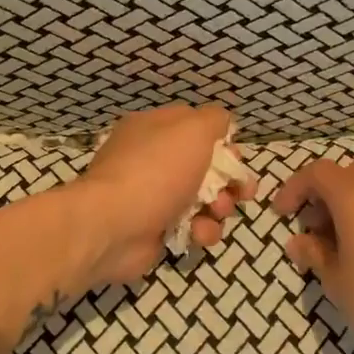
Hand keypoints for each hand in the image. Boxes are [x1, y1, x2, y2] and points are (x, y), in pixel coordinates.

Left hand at [70, 105, 253, 286]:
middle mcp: (152, 160)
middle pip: (205, 167)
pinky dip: (202, 230)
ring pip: (204, 200)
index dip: (223, 144)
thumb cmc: (155, 171)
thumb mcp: (192, 129)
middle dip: (228, 181)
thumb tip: (224, 125)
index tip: (236, 159)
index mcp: (154, 129)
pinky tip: (198, 233)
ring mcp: (154, 197)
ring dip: (219, 208)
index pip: (197, 129)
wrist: (113, 226)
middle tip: (241, 192)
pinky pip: (192, 227)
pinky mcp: (157, 230)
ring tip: (217, 212)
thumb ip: (215, 120)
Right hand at [273, 158, 353, 353]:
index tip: (282, 215)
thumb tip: (299, 242)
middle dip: (324, 193)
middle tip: (312, 227)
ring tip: (337, 246)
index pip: (317, 172)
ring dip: (349, 207)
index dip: (294, 188)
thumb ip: (314, 255)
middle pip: (349, 173)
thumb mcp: (336, 281)